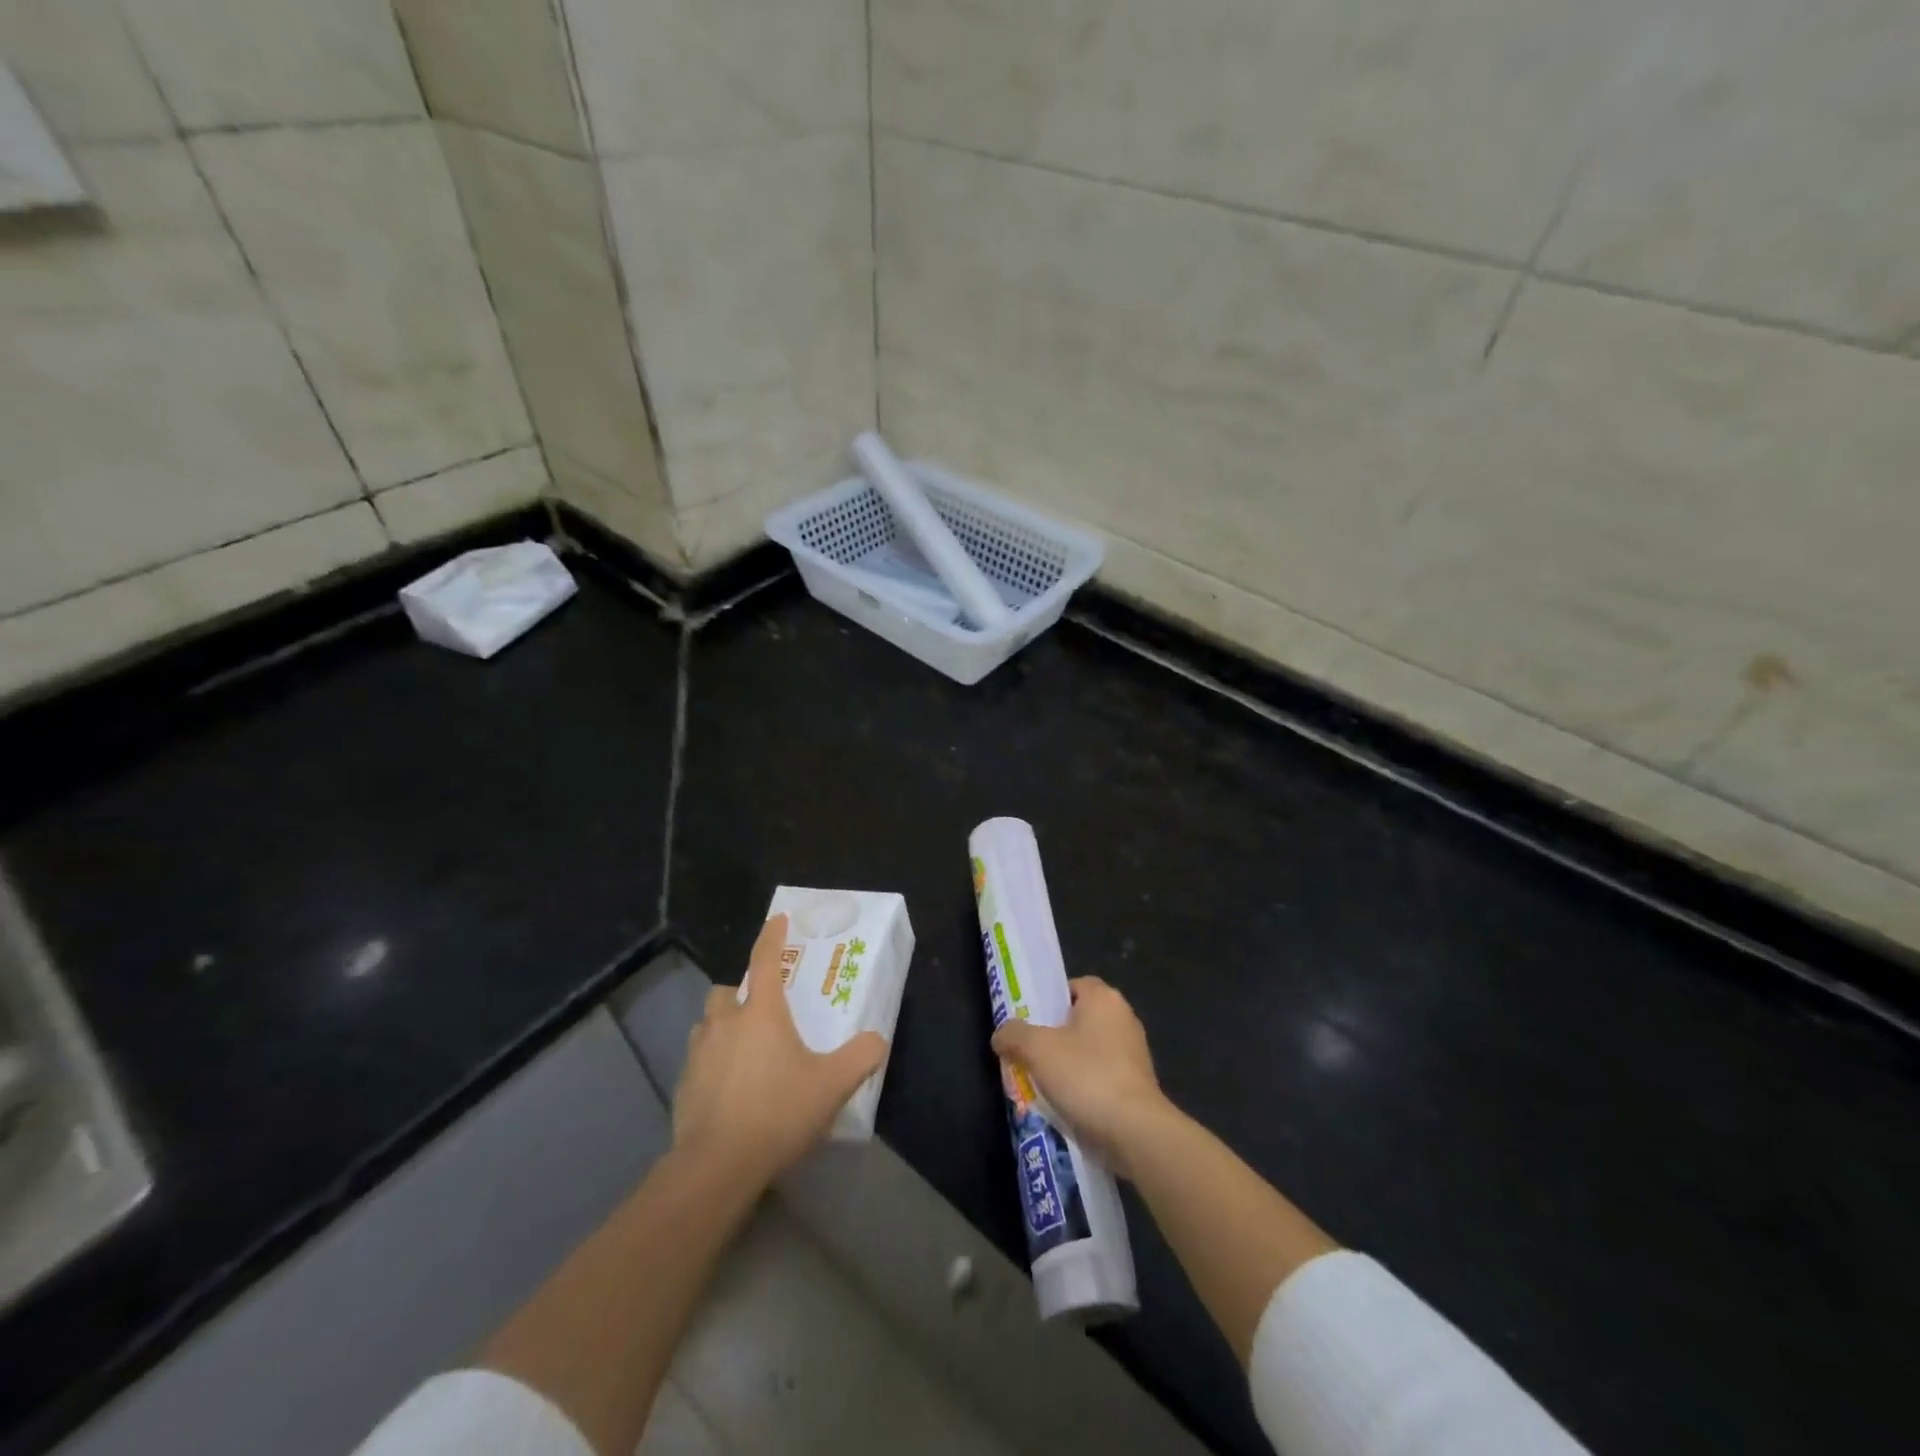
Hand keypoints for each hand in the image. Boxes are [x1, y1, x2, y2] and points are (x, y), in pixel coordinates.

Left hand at [673, 914, 888, 1188]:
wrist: (717, 1166)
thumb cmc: (778, 1112)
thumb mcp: (832, 1085)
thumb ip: (860, 1057)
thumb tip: (876, 1040)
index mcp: (761, 1012)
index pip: (765, 959)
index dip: (773, 936)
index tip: (778, 920)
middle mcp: (724, 1023)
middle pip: (726, 991)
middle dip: (741, 994)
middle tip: (762, 1012)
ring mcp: (698, 1054)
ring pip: (708, 1025)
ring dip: (723, 1028)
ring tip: (745, 1052)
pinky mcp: (682, 1086)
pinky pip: (698, 1061)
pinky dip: (713, 1065)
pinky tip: (730, 1091)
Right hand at [991, 977, 1171, 1179]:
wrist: (1135, 1132)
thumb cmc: (1086, 1076)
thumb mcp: (1037, 1049)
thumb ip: (1014, 1035)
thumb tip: (1001, 1035)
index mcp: (1104, 999)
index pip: (1074, 985)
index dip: (1050, 1000)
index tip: (1030, 1021)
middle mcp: (1124, 1018)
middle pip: (1080, 1019)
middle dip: (1054, 1036)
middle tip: (1029, 1053)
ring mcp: (1134, 1054)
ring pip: (1090, 1050)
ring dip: (1068, 1065)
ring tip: (1042, 1084)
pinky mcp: (1138, 1085)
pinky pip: (1102, 1077)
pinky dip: (1085, 1087)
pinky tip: (1066, 1105)